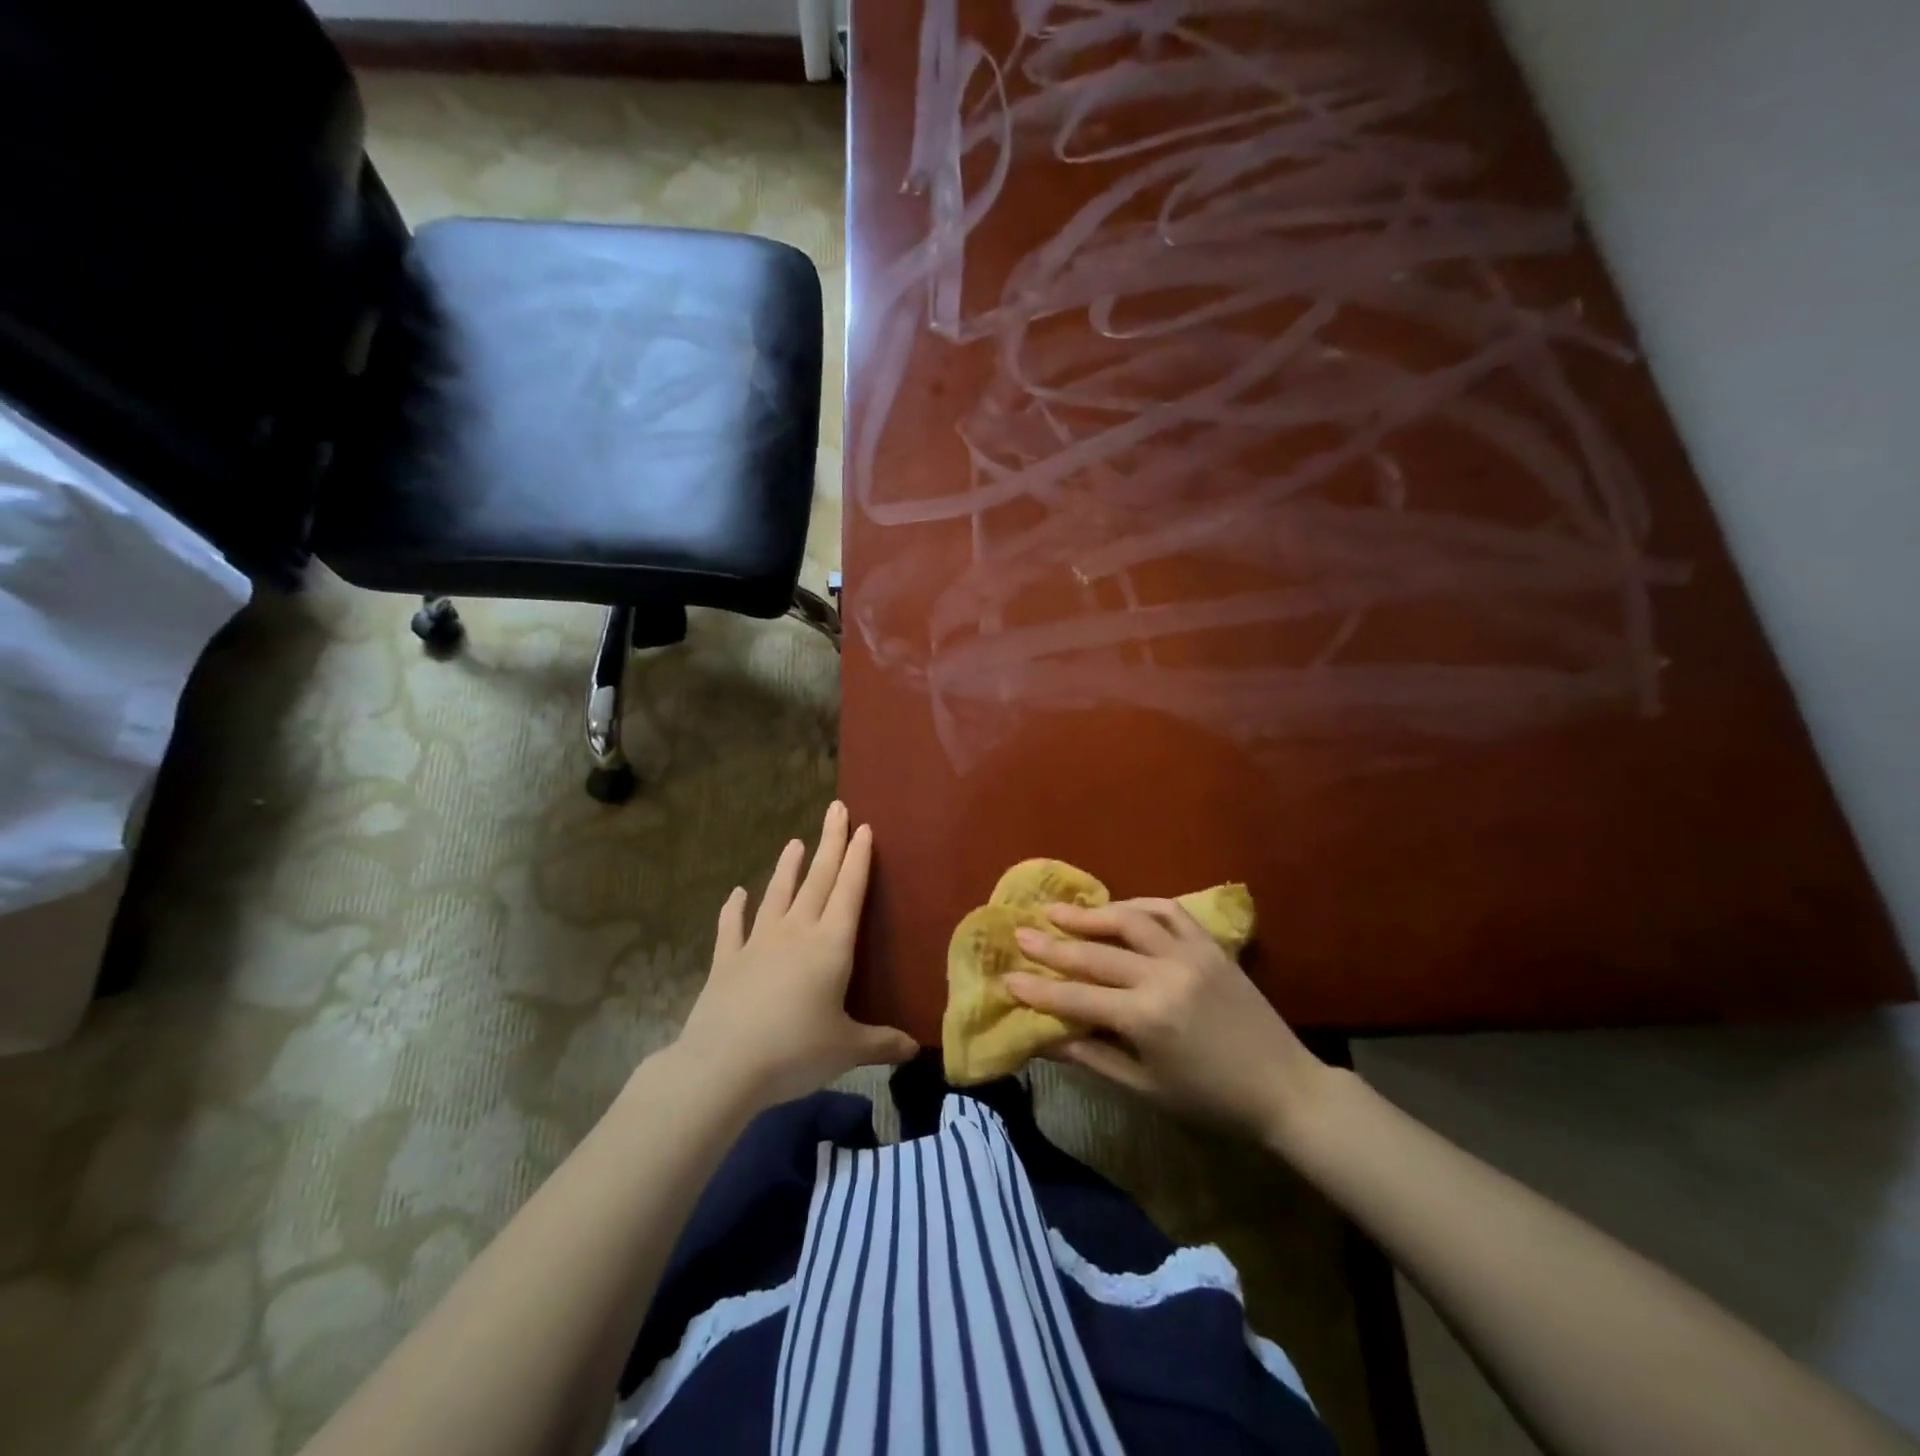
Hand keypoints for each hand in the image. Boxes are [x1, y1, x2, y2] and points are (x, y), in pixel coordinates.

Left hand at [675, 802, 916, 1109]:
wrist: (723, 1066)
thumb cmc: (795, 1052)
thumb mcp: (847, 1050)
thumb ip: (882, 1043)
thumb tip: (916, 1049)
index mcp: (830, 945)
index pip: (849, 891)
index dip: (858, 858)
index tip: (863, 827)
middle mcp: (796, 932)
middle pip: (818, 880)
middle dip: (830, 843)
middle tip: (836, 809)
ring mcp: (758, 943)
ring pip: (777, 894)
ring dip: (788, 867)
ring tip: (795, 842)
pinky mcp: (727, 961)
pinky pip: (731, 927)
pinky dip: (733, 909)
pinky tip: (736, 893)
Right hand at [1005, 899, 1331, 1146]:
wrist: (1284, 1089)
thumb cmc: (1210, 1100)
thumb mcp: (1145, 1089)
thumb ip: (1093, 1057)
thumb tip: (1045, 1039)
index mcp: (1147, 1018)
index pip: (1077, 998)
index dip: (1039, 989)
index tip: (1007, 977)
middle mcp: (1164, 976)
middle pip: (1096, 953)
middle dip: (1053, 943)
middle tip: (1021, 931)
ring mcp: (1191, 954)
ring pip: (1130, 920)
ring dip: (1091, 914)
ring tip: (1060, 910)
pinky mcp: (1211, 945)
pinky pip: (1170, 911)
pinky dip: (1139, 906)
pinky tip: (1118, 909)